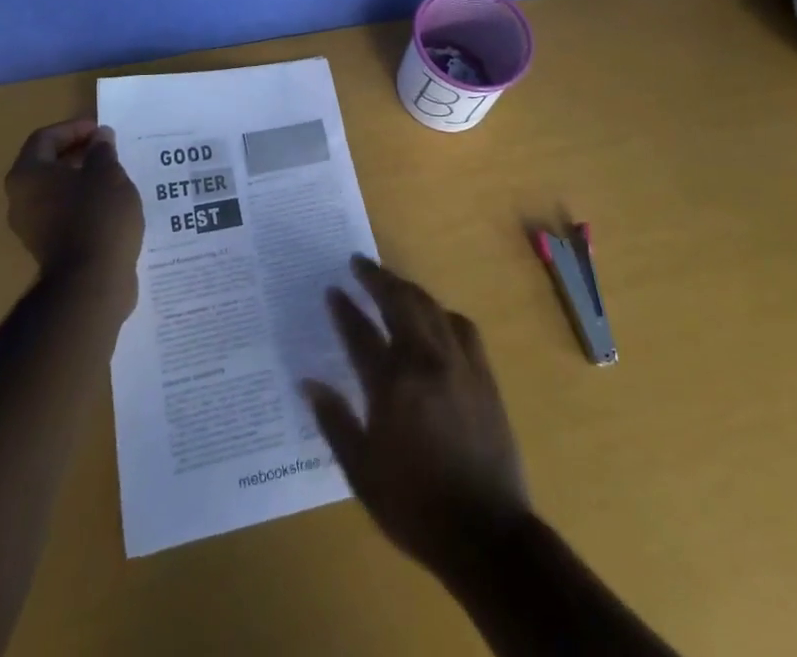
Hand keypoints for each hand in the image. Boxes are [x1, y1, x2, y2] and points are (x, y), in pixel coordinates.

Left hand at [5, 119, 143, 309]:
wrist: (92, 282)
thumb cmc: (97, 216)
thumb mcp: (107, 173)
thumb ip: (102, 150)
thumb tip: (100, 137)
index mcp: (28, 175)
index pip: (45, 138)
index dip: (74, 128)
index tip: (101, 132)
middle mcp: (21, 199)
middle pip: (46, 164)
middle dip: (78, 153)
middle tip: (107, 150)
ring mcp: (32, 226)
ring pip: (55, 190)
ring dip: (81, 178)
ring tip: (113, 175)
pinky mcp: (48, 248)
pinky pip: (63, 213)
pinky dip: (82, 202)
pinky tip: (109, 204)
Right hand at [303, 255, 528, 571]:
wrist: (486, 535)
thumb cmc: (415, 507)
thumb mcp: (361, 472)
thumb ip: (334, 421)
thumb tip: (309, 382)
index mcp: (392, 385)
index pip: (360, 332)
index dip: (344, 308)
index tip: (332, 289)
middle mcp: (425, 361)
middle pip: (399, 302)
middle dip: (376, 278)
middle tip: (358, 262)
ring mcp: (459, 364)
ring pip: (430, 307)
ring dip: (407, 288)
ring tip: (390, 281)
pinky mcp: (483, 374)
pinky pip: (461, 327)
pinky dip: (442, 313)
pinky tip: (435, 316)